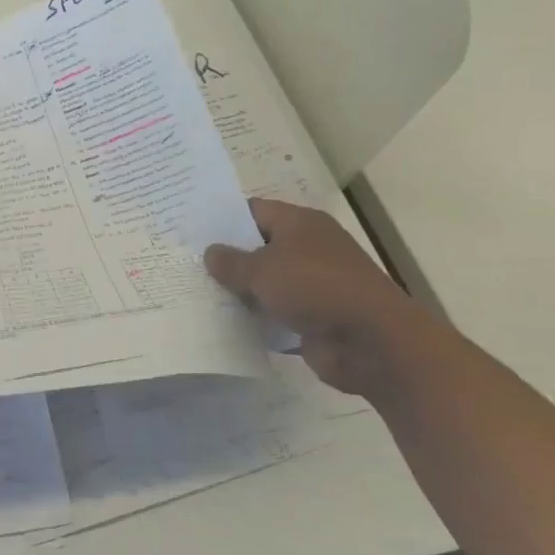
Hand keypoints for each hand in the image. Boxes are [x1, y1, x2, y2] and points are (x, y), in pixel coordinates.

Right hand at [204, 198, 449, 403]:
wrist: (372, 343)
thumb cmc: (316, 289)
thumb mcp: (263, 269)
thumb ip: (231, 261)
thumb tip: (210, 252)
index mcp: (300, 224)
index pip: (253, 211)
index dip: (222, 218)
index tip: (188, 228)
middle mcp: (308, 249)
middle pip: (257, 246)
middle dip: (225, 256)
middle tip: (182, 260)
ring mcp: (311, 285)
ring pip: (263, 282)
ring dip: (237, 289)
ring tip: (192, 290)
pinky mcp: (311, 317)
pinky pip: (273, 312)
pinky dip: (253, 317)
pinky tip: (220, 320)